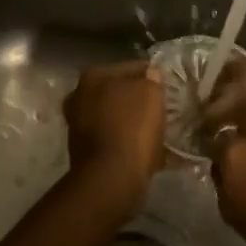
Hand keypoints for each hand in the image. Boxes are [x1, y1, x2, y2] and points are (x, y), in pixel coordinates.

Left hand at [64, 60, 165, 208]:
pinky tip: (144, 148)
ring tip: (155, 130)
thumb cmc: (132, 128)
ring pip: (114, 115)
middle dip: (137, 99)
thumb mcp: (151, 93)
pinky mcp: (84, 150)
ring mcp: (78, 124)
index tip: (167, 87)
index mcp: (93, 76)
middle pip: (118, 92)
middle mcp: (79, 95)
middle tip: (160, 108)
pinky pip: (113, 137)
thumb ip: (151, 79)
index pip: (131, 67)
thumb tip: (150, 76)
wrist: (111, 177)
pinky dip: (126, 141)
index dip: (152, 75)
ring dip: (131, 121)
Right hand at [201, 59, 245, 245]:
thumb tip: (220, 154)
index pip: (212, 128)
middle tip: (216, 83)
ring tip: (240, 66)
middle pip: (235, 93)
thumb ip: (220, 176)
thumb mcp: (231, 211)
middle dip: (221, 86)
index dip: (207, 126)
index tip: (206, 127)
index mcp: (235, 154)